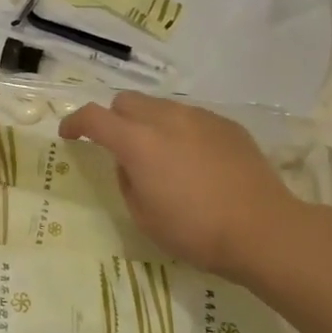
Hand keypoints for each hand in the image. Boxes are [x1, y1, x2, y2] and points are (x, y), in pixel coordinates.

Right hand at [58, 92, 306, 277]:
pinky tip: (195, 160)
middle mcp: (165, 118)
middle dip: (114, 119)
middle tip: (119, 147)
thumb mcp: (143, 216)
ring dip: (148, 123)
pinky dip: (180, 131)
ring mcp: (199, 117)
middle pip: (126, 101)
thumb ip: (127, 180)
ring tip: (161, 155)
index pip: (93, 117)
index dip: (75, 122)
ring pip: (159, 106)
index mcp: (137, 142)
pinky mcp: (226, 124)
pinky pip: (191, 117)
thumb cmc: (195, 231)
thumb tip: (130, 163)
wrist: (263, 230)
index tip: (68, 134)